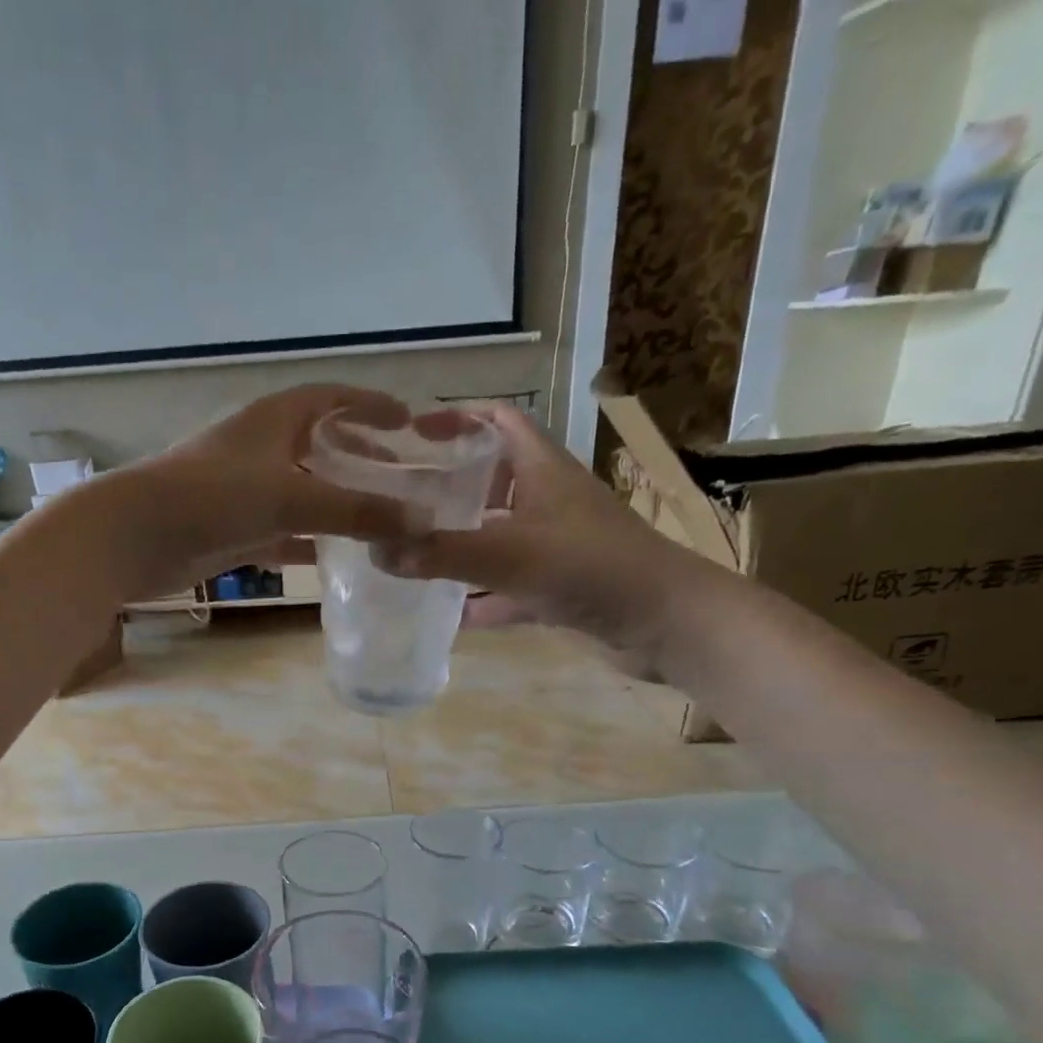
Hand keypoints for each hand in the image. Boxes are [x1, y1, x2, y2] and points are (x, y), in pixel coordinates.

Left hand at [98, 385, 421, 599]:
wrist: (132, 537)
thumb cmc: (211, 497)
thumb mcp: (290, 497)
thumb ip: (357, 510)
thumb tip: (424, 523)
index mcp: (273, 419)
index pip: (332, 397)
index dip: (371, 405)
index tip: (409, 422)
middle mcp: (261, 448)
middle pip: (321, 445)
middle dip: (361, 458)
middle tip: (401, 479)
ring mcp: (246, 491)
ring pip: (305, 493)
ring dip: (339, 504)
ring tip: (381, 520)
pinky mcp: (234, 530)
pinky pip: (285, 532)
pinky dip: (311, 542)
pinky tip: (340, 558)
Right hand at [379, 404, 719, 675]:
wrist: (667, 623)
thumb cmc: (591, 568)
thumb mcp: (509, 554)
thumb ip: (441, 553)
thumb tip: (375, 551)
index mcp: (542, 470)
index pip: (499, 422)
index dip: (458, 419)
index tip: (412, 435)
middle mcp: (548, 501)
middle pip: (492, 481)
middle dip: (448, 489)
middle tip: (399, 503)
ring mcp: (556, 547)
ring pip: (498, 537)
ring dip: (461, 545)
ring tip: (412, 555)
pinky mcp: (561, 587)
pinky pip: (509, 587)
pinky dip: (482, 598)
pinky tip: (449, 614)